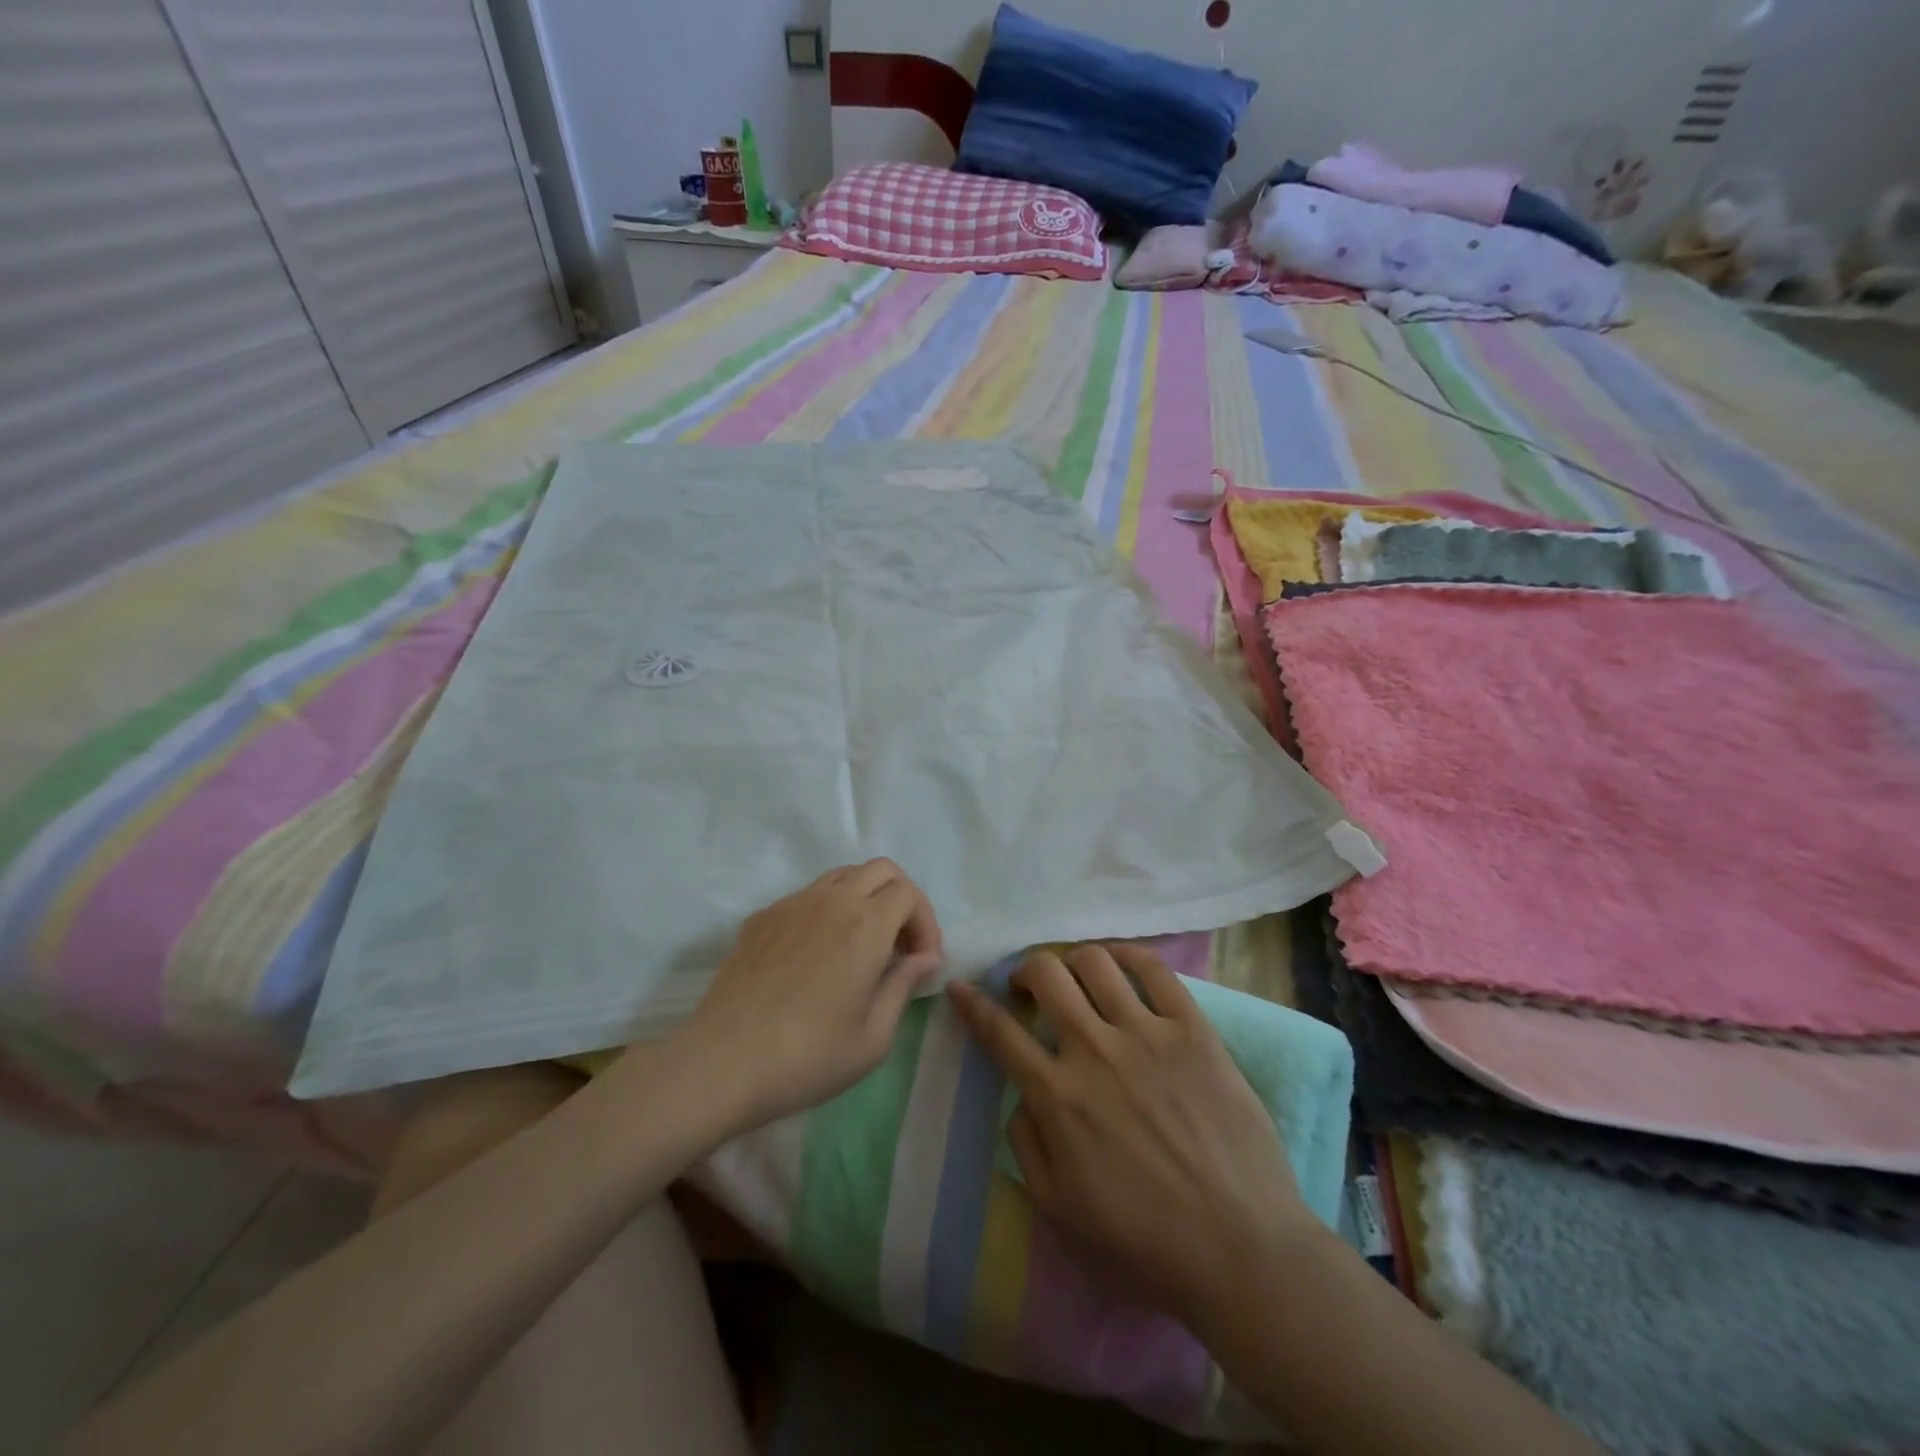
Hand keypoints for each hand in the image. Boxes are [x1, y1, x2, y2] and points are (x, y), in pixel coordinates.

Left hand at [680, 860, 943, 1131]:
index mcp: (865, 925)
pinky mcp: (762, 917)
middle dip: (901, 899)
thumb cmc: (807, 1057)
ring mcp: (792, 904)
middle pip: (881, 869)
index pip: (909, 893)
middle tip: (899, 945)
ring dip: (865, 898)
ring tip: (862, 945)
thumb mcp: (873, 1038)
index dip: (925, 922)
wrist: (722, 1062)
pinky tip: (818, 955)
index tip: (922, 961)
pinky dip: (828, 910)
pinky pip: (808, 896)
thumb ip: (904, 986)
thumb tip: (925, 958)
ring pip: (843, 875)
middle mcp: (831, 901)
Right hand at [947, 945, 1314, 1330]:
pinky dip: (1128, 955)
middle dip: (1027, 970)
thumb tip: (1020, 1092)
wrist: (1241, 1247)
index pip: (999, 1031)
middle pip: (1045, 974)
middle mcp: (1094, 1050)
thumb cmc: (1144, 1238)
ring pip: (1094, 961)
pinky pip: (1154, 969)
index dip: (973, 1003)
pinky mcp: (1193, 1029)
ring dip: (1074, 961)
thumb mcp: (1058, 1206)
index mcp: (1057, 1095)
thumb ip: (1025, 1141)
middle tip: (1032, 986)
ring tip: (1079, 978)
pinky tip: (1120, 964)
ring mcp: (1147, 1033)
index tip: (962, 986)